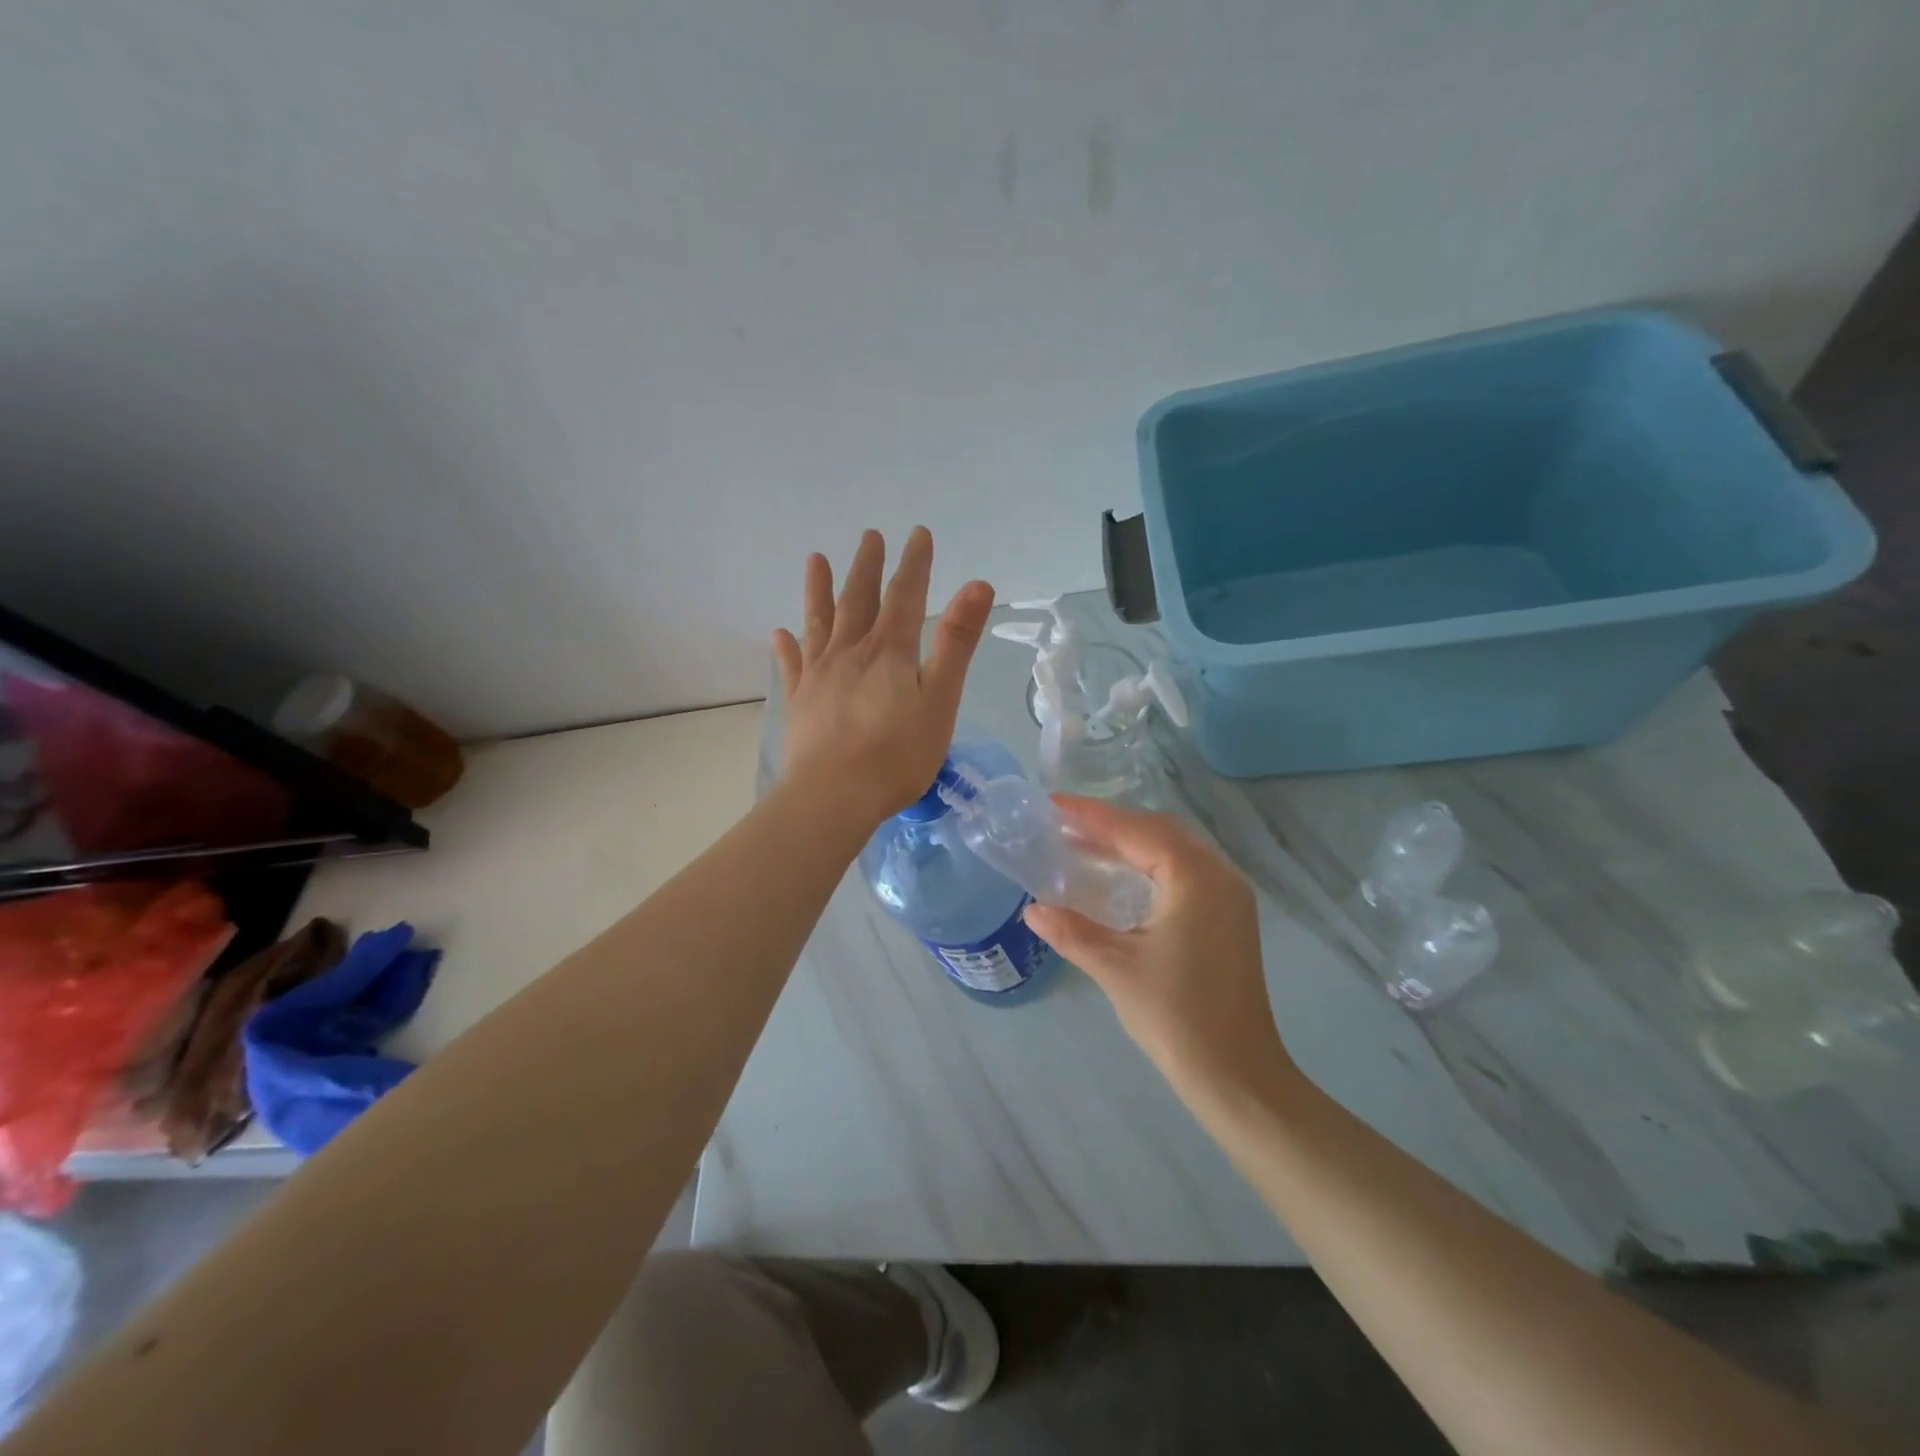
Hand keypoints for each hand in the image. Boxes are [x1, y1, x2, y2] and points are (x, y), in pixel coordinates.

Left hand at [773, 527, 993, 825]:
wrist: (834, 796)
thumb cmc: (897, 754)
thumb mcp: (940, 698)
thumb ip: (956, 642)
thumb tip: (977, 584)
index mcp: (889, 651)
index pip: (905, 596)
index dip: (914, 564)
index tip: (918, 534)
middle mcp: (850, 652)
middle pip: (858, 600)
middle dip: (868, 567)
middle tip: (870, 536)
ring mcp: (819, 676)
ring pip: (820, 623)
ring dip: (819, 590)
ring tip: (815, 560)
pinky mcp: (800, 703)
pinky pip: (792, 666)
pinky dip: (787, 647)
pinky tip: (780, 633)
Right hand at [1024, 797, 1298, 1105]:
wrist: (1236, 1073)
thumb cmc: (1175, 1016)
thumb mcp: (1114, 968)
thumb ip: (1071, 931)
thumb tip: (1031, 909)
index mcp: (1193, 877)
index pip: (1134, 831)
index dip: (1090, 815)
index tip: (1052, 804)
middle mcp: (1218, 874)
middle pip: (1158, 829)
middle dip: (1111, 822)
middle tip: (1065, 824)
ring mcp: (1230, 894)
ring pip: (1176, 846)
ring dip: (1133, 840)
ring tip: (1087, 843)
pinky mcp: (1230, 914)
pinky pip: (1187, 867)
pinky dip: (1152, 860)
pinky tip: (1125, 874)